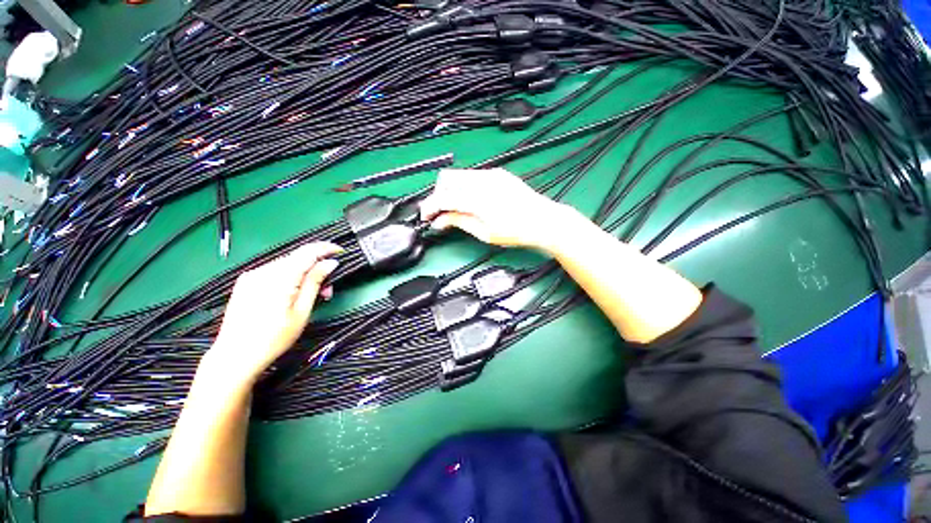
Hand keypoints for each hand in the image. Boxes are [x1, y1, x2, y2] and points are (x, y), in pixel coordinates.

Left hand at [204, 242, 341, 385]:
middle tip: (328, 288)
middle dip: (317, 267)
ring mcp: (252, 276)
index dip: (326, 248)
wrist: (235, 356)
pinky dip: (290, 277)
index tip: (340, 252)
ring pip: (287, 264)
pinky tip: (293, 293)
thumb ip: (315, 282)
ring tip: (312, 295)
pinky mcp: (246, 282)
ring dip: (304, 274)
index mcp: (279, 278)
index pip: (307, 251)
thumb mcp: (302, 311)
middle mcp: (263, 271)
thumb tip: (330, 263)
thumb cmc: (274, 338)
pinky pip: (274, 271)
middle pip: (298, 258)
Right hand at [419, 168, 567, 249]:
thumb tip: (439, 221)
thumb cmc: (516, 231)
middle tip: (440, 213)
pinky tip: (469, 201)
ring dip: (450, 190)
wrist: (544, 221)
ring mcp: (491, 175)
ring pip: (459, 175)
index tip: (425, 217)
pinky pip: (472, 176)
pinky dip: (463, 187)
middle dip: (438, 195)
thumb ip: (459, 222)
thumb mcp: (485, 233)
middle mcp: (482, 180)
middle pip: (446, 179)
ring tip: (454, 208)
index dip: (430, 207)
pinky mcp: (498, 174)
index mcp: (478, 198)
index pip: (443, 197)